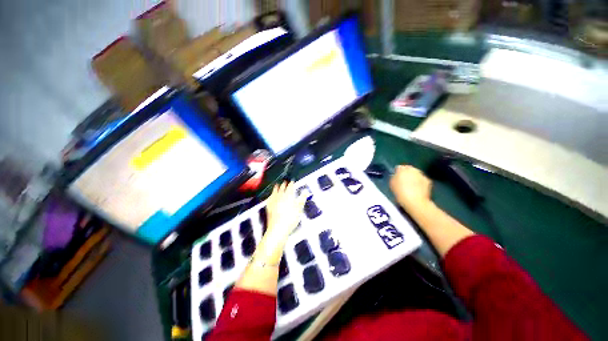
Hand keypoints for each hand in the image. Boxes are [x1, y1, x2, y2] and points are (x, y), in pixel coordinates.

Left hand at [264, 182, 305, 241]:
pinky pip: (269, 198)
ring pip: (275, 191)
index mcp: (288, 195)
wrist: (278, 228)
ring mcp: (273, 201)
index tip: (292, 181)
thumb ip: (302, 198)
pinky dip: (271, 195)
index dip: (292, 183)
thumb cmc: (291, 218)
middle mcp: (280, 196)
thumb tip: (306, 191)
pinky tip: (271, 196)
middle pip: (282, 188)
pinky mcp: (269, 206)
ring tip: (277, 185)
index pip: (290, 187)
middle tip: (285, 182)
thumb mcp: (299, 208)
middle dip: (284, 184)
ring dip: (276, 187)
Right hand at [390, 165, 432, 212]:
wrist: (415, 201)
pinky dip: (420, 183)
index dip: (398, 172)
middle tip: (404, 182)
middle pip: (409, 169)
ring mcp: (421, 175)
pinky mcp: (428, 181)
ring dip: (414, 178)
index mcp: (402, 169)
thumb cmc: (400, 192)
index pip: (399, 168)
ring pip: (416, 174)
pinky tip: (418, 189)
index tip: (397, 178)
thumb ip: (394, 177)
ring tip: (411, 186)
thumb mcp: (392, 184)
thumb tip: (396, 176)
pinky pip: (422, 180)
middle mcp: (412, 169)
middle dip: (407, 174)